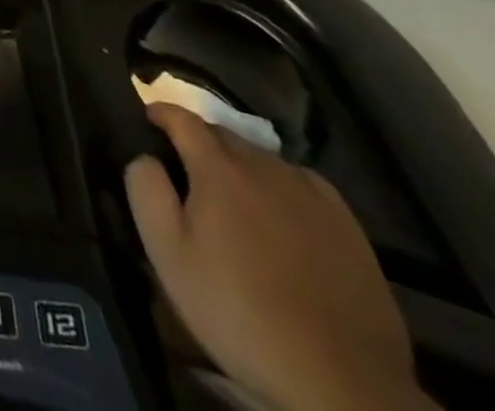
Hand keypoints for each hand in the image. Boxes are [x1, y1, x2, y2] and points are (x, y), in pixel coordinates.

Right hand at [126, 104, 437, 410]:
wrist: (339, 382)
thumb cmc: (238, 311)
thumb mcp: (167, 252)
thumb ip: (146, 188)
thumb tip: (145, 157)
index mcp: (218, 168)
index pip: (182, 117)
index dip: (161, 113)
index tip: (147, 120)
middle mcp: (265, 167)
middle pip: (224, 135)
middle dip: (200, 140)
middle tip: (187, 169)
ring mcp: (312, 195)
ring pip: (264, 159)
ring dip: (240, 164)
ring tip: (233, 195)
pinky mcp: (348, 227)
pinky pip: (303, 185)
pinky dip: (282, 186)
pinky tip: (282, 215)